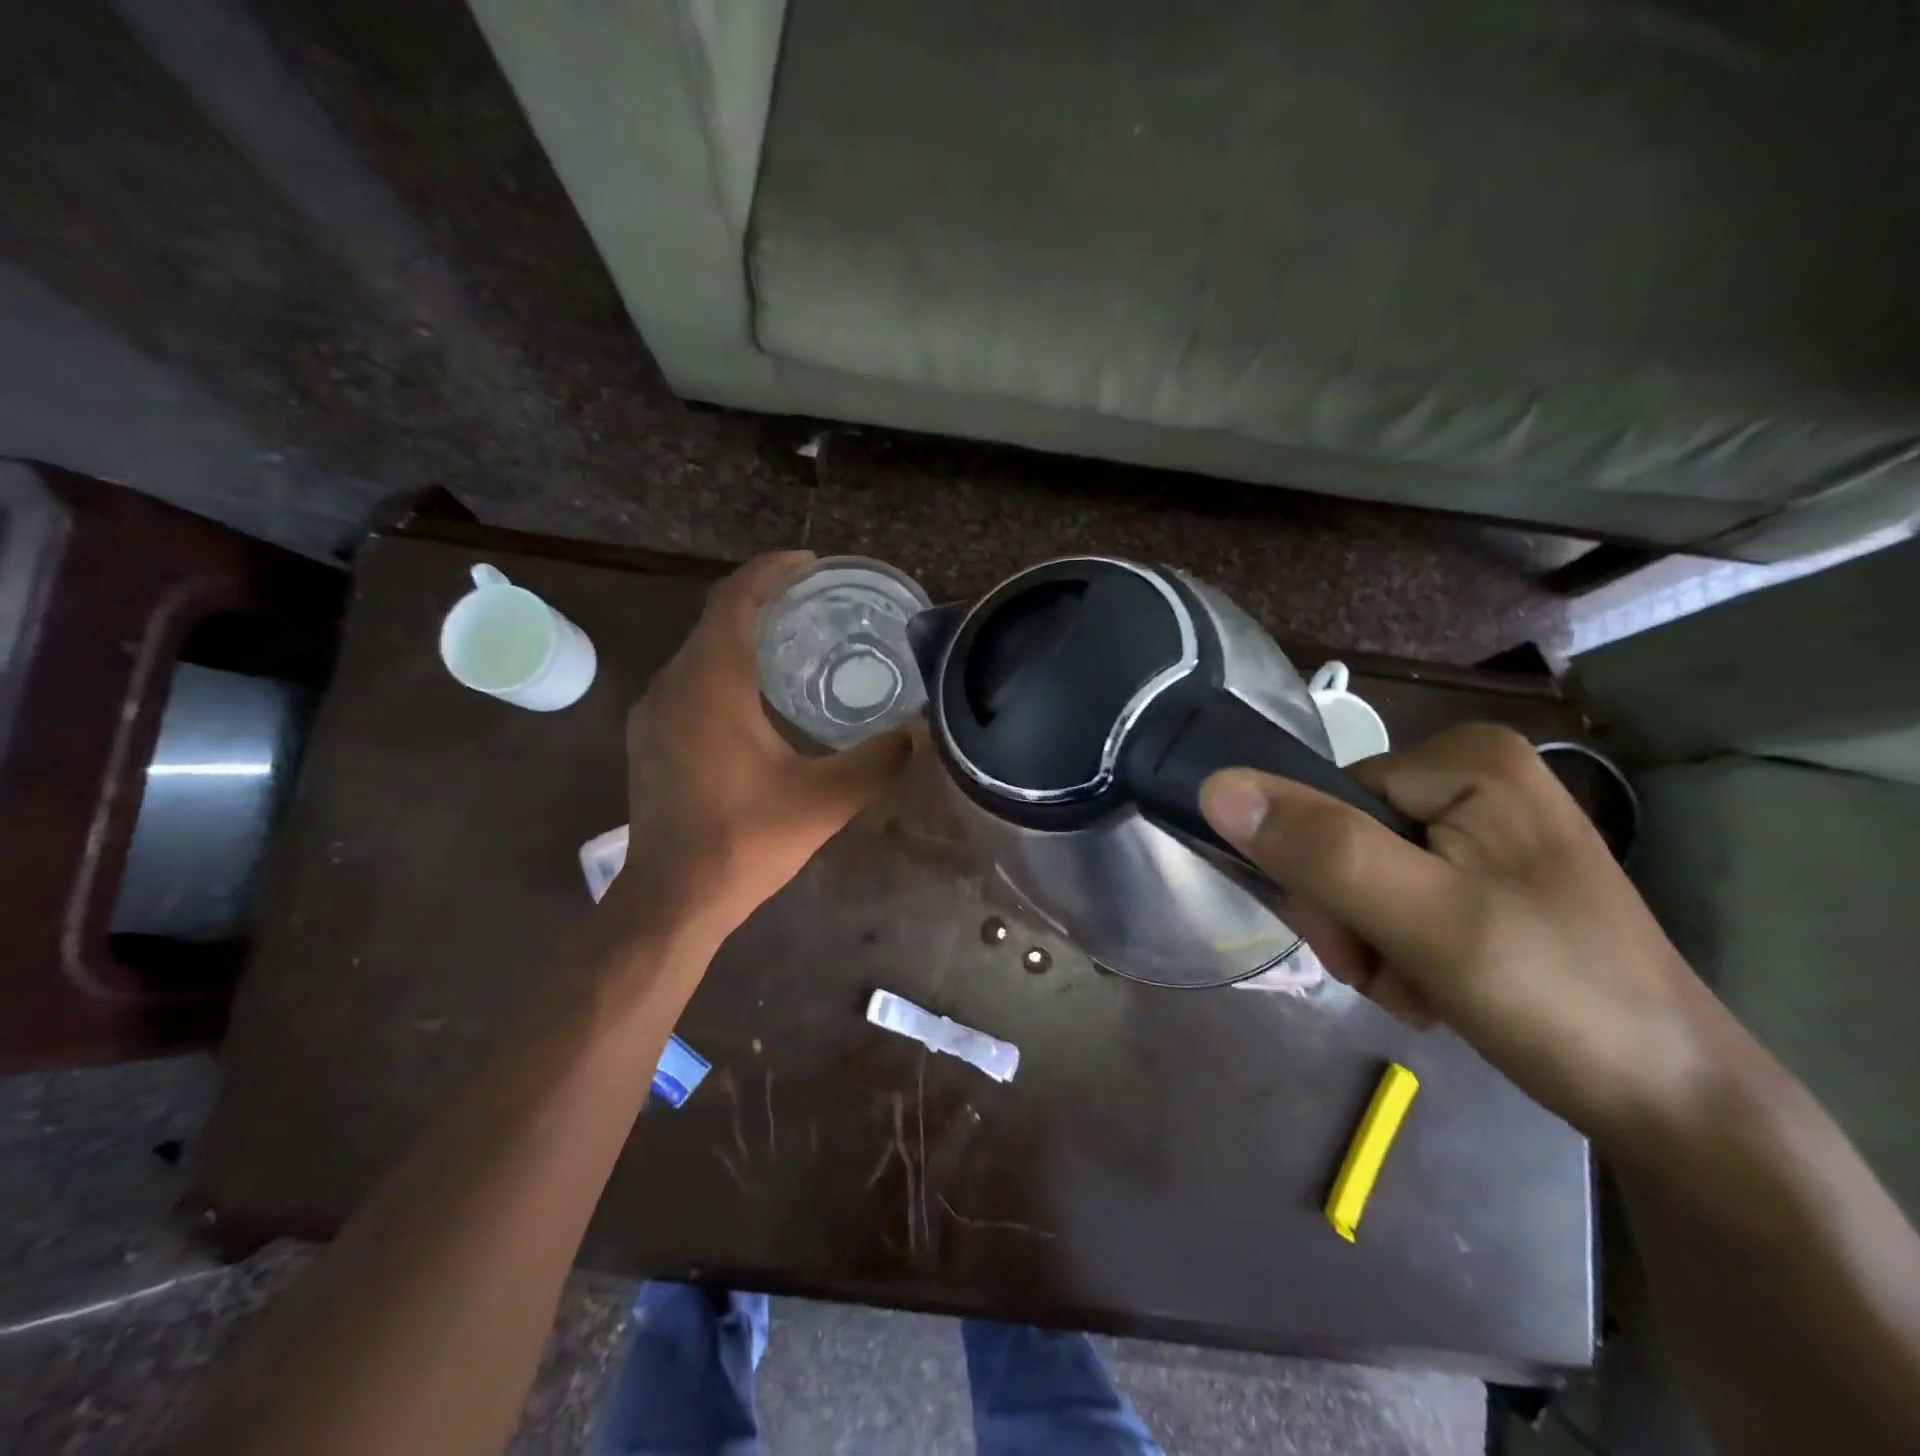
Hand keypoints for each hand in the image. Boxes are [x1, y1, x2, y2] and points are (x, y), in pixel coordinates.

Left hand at [614, 551, 911, 946]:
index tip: (813, 564)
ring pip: (700, 650)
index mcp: (712, 683)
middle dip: (764, 599)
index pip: (736, 599)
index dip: (773, 571)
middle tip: (818, 603)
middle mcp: (673, 684)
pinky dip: (724, 667)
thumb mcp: (824, 801)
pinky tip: (757, 696)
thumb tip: (921, 731)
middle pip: (717, 618)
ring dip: (743, 635)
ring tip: (795, 642)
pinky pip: (688, 679)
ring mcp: (653, 711)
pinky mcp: (649, 737)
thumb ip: (877, 760)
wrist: (672, 899)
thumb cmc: (745, 842)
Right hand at [1200, 724, 1723, 1147]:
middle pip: (1340, 837)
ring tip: (1423, 989)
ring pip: (1359, 873)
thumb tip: (1214, 786)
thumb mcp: (1425, 921)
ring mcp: (1481, 825)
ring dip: (1370, 942)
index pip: (1325, 803)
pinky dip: (1398, 949)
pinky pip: (1395, 894)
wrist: (1677, 1107)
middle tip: (1396, 974)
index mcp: (1465, 759)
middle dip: (1351, 919)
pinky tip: (1438, 988)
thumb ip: (1320, 851)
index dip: (1322, 879)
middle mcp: (1472, 776)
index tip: (1360, 946)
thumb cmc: (1558, 999)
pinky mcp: (1485, 870)